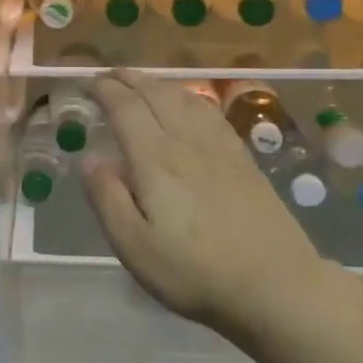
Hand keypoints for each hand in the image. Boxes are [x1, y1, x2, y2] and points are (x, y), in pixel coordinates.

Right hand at [82, 71, 322, 334]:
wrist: (276, 287)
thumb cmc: (195, 272)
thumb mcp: (134, 246)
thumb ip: (107, 198)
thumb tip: (91, 158)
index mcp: (156, 160)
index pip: (124, 107)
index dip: (103, 89)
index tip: (85, 83)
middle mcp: (187, 142)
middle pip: (155, 93)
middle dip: (127, 79)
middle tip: (106, 75)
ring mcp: (220, 148)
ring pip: (185, 98)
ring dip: (157, 83)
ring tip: (140, 83)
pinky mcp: (243, 160)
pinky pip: (210, 113)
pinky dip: (188, 98)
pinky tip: (187, 106)